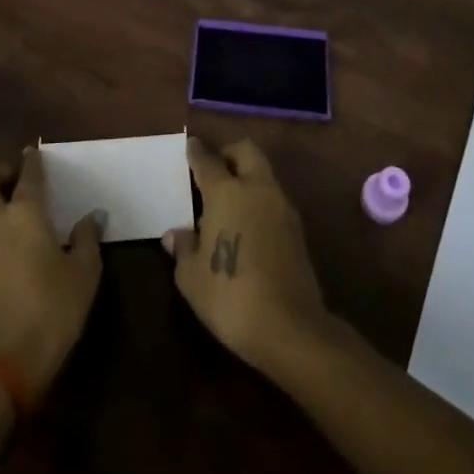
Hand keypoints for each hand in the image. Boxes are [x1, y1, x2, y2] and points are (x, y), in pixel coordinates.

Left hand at [0, 148, 104, 398]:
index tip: (35, 154)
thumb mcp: (83, 275)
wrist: (0, 366)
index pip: (27, 174)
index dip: (32, 161)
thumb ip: (87, 240)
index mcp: (24, 212)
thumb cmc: (50, 312)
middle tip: (15, 180)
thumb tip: (92, 216)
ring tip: (0, 205)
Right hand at [166, 136, 330, 373]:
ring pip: (264, 174)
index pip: (208, 160)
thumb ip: (183, 248)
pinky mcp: (298, 230)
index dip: (197, 152)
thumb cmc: (229, 296)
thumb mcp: (191, 277)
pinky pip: (274, 200)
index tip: (191, 146)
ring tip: (228, 203)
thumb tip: (176, 234)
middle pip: (246, 152)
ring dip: (247, 177)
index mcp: (226, 192)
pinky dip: (260, 202)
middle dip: (229, 153)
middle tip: (213, 171)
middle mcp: (257, 189)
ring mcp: (282, 207)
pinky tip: (248, 227)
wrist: (290, 328)